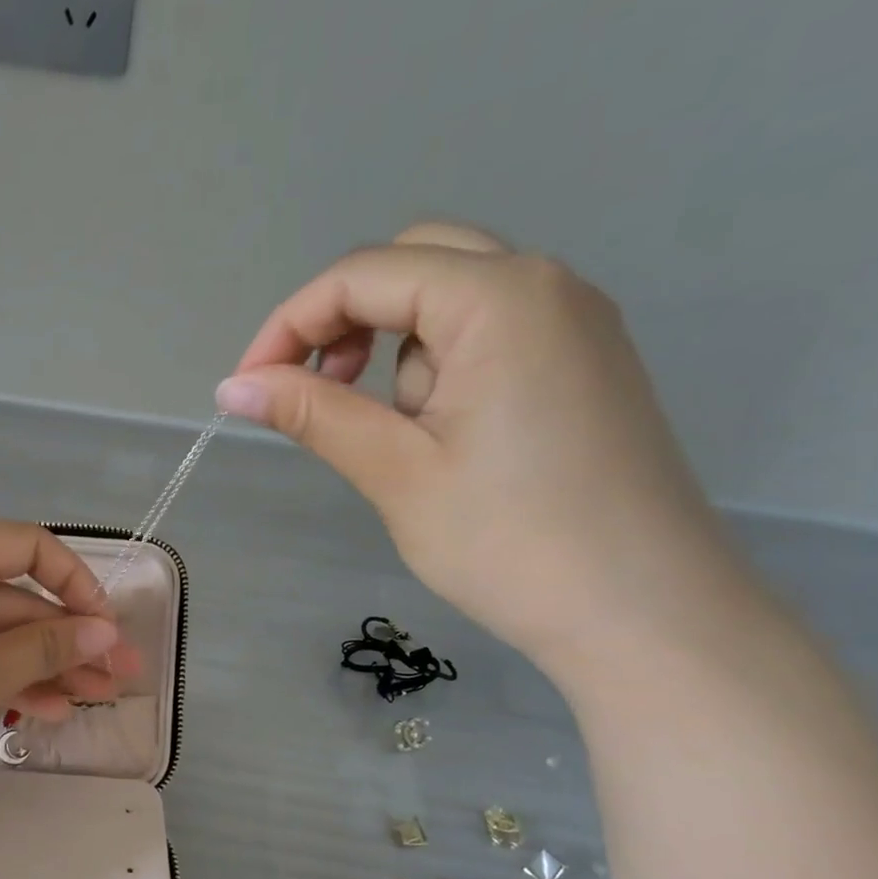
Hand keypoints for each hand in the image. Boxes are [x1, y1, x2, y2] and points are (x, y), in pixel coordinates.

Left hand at [0, 523, 139, 820]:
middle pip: (14, 601)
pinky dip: (3, 684)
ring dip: (43, 668)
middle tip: (119, 680)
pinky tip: (41, 713)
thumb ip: (46, 648)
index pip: (28, 547)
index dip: (76, 583)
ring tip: (91, 703)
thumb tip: (104, 632)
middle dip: (68, 641)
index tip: (106, 628)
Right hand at [218, 223, 763, 673]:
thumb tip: (232, 386)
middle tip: (311, 390)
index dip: (288, 325)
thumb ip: (313, 414)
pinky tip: (434, 434)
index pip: (364, 274)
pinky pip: (487, 333)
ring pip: (449, 298)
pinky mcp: (581, 365)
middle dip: (343, 321)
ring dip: (391, 348)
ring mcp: (573, 323)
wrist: (645, 614)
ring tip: (388, 433)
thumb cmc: (510, 542)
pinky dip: (436, 366)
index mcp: (500, 297)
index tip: (245, 389)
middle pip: (411, 264)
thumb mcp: (397, 473)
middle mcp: (545, 285)